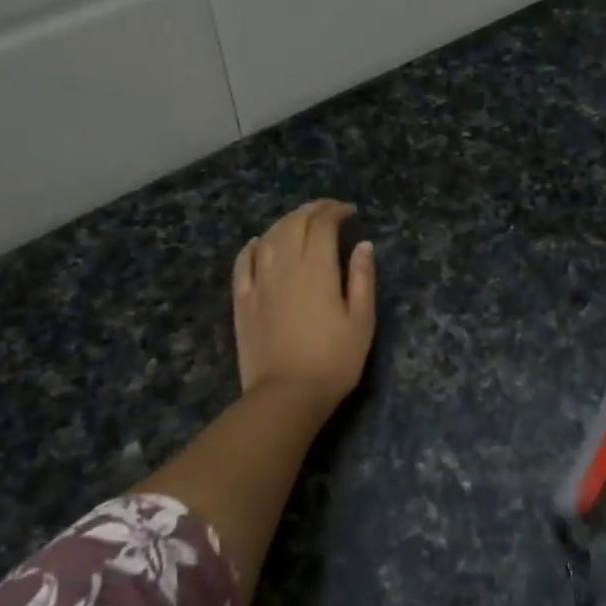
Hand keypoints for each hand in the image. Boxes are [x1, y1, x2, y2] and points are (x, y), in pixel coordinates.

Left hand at [233, 200, 376, 409]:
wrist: (286, 395)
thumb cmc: (334, 361)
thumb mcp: (362, 321)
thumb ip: (362, 279)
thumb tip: (363, 245)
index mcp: (317, 270)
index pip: (322, 225)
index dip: (335, 211)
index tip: (349, 212)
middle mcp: (284, 267)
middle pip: (294, 224)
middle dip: (312, 210)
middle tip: (328, 210)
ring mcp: (259, 283)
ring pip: (269, 238)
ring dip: (285, 222)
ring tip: (300, 221)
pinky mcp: (242, 301)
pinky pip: (243, 262)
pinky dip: (253, 246)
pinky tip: (260, 242)